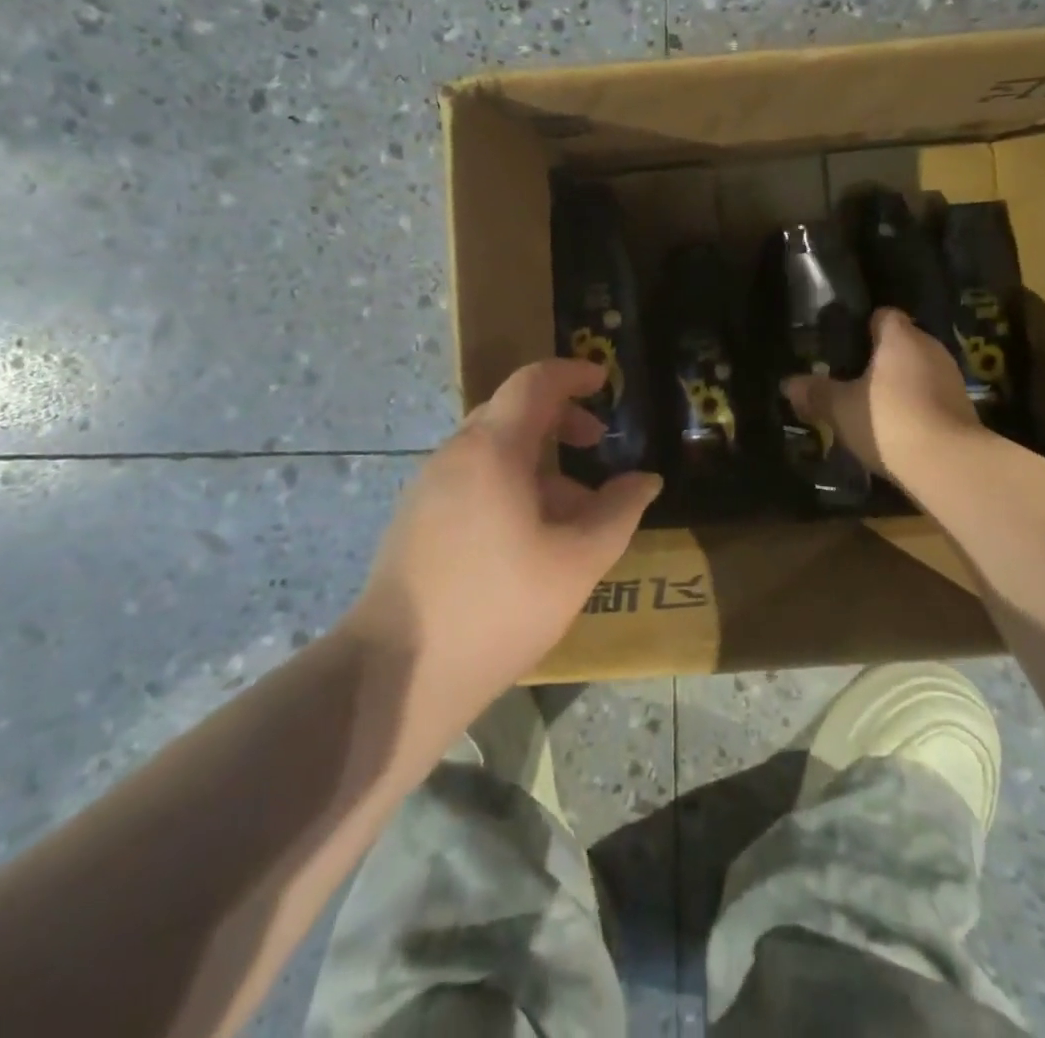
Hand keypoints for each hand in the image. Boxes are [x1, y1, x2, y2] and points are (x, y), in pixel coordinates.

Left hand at [354, 358, 661, 734]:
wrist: (399, 671)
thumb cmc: (499, 606)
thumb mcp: (577, 561)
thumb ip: (618, 512)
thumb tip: (645, 480)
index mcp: (493, 449)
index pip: (534, 382)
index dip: (573, 373)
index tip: (605, 381)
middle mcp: (455, 454)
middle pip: (512, 411)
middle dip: (560, 419)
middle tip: (597, 444)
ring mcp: (429, 485)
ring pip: (491, 449)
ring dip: (537, 460)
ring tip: (573, 508)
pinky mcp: (416, 517)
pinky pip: (471, 478)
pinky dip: (509, 483)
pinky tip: (529, 535)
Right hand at [783, 308, 985, 484]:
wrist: (949, 465)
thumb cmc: (889, 420)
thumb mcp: (840, 409)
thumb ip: (815, 393)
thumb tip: (788, 384)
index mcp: (900, 337)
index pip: (883, 315)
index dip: (862, 327)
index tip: (842, 346)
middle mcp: (931, 348)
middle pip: (901, 343)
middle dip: (877, 359)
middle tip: (849, 379)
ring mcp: (952, 377)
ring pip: (917, 370)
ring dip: (898, 384)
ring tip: (870, 406)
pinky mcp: (964, 407)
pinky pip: (931, 396)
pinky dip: (915, 406)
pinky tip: (896, 428)